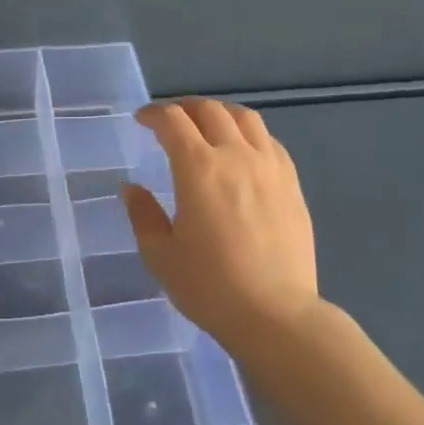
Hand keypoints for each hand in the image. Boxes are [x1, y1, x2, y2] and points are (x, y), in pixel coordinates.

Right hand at [124, 98, 319, 358]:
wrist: (277, 316)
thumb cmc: (211, 287)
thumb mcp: (161, 255)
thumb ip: (143, 215)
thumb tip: (131, 187)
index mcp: (198, 168)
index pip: (172, 120)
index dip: (153, 114)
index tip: (142, 121)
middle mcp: (236, 155)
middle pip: (209, 110)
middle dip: (184, 108)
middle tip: (171, 122)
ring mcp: (269, 167)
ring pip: (245, 118)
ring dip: (220, 113)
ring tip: (208, 125)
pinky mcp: (292, 184)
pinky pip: (270, 141)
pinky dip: (249, 134)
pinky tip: (243, 151)